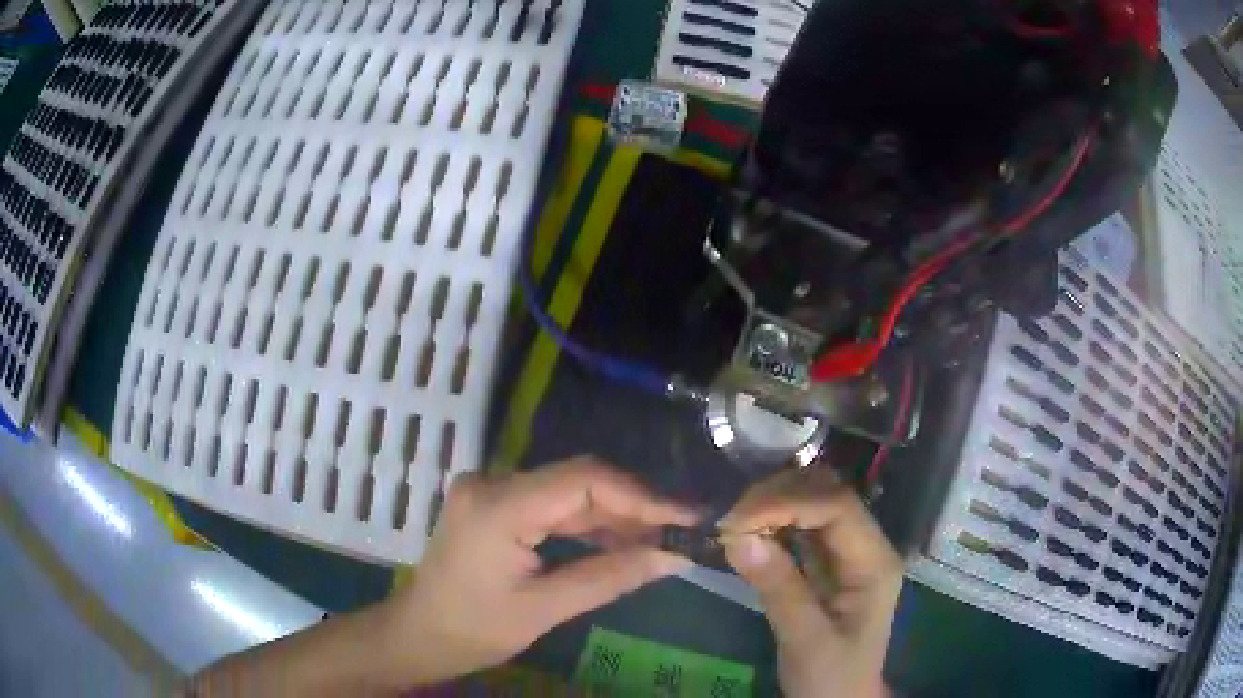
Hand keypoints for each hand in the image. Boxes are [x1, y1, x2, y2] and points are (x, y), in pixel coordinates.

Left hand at [390, 456, 697, 684]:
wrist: (419, 635)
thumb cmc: (474, 630)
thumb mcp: (544, 609)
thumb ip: (610, 577)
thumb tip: (674, 557)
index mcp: (499, 506)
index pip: (583, 480)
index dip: (641, 496)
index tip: (687, 516)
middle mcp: (493, 483)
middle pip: (578, 481)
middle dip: (633, 507)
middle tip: (682, 531)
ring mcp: (491, 490)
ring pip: (568, 492)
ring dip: (614, 517)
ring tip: (661, 540)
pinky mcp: (495, 504)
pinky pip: (551, 505)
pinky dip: (587, 525)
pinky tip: (620, 543)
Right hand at [719, 469, 901, 697]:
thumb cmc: (831, 677)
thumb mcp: (805, 641)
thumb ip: (779, 589)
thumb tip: (738, 538)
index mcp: (875, 562)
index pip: (838, 507)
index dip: (787, 502)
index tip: (737, 520)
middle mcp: (867, 545)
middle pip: (828, 494)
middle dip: (778, 497)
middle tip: (731, 520)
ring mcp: (849, 551)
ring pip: (814, 503)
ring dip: (773, 505)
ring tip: (735, 525)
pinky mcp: (828, 561)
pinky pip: (801, 526)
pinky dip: (772, 523)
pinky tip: (749, 533)